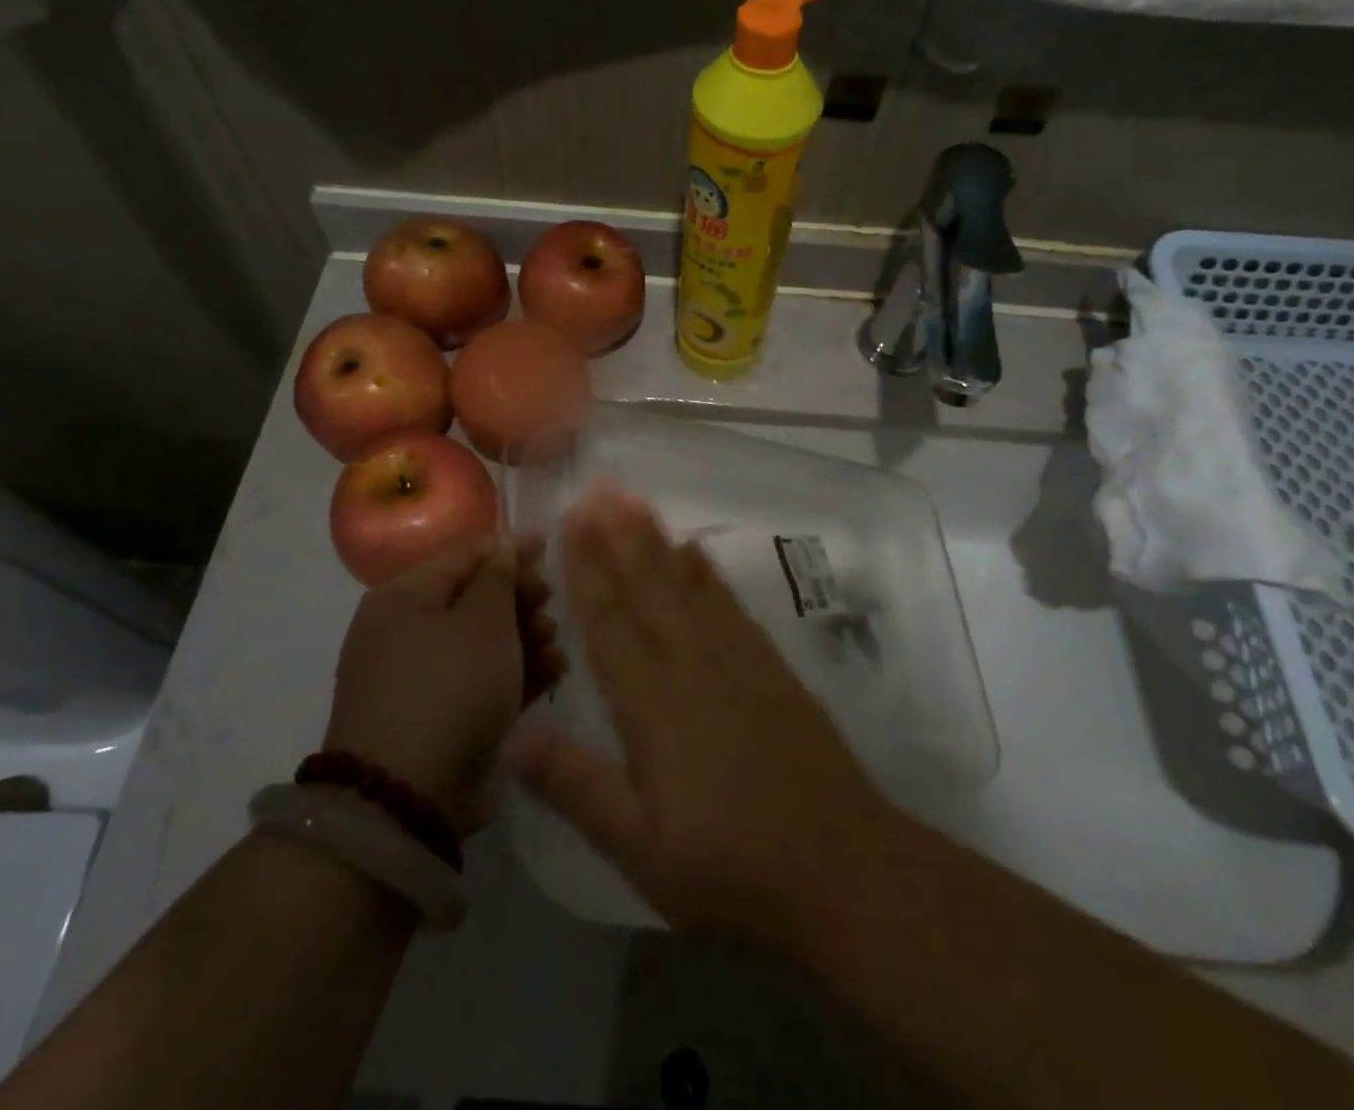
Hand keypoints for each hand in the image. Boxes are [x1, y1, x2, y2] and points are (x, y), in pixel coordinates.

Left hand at [324, 534, 560, 832]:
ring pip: (488, 641)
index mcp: (404, 599)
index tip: (548, 547)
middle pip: (477, 598)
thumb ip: (500, 575)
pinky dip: (520, 672)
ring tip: (554, 644)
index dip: (508, 549)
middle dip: (521, 598)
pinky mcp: (448, 716)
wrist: (411, 796)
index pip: (463, 556)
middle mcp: (409, 633)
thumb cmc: (449, 686)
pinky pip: (489, 680)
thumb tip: (505, 544)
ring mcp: (428, 679)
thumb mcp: (482, 620)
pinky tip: (553, 671)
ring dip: (527, 636)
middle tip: (549, 603)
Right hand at [508, 487, 894, 949]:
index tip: (572, 520)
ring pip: (687, 584)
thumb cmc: (731, 865)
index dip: (588, 568)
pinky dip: (707, 571)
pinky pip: (730, 604)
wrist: (842, 864)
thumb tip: (511, 737)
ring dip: (657, 540)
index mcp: (653, 705)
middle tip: (599, 488)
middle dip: (619, 535)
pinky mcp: (771, 666)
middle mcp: (693, 665)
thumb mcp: (641, 849)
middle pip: (648, 587)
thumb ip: (576, 788)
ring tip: (636, 501)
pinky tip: (696, 551)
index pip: (611, 622)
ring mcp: (737, 659)